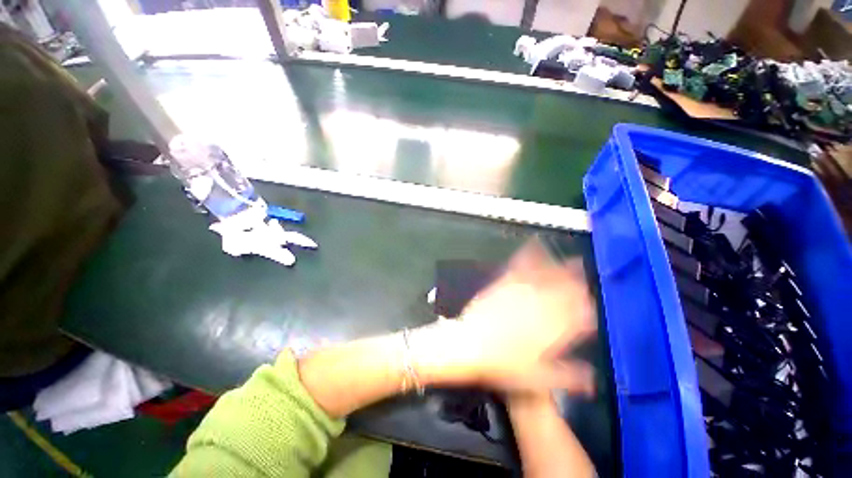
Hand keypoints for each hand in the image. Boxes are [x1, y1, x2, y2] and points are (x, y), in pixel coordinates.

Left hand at [415, 238, 596, 394]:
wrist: (469, 345)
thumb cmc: (503, 365)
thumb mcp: (538, 379)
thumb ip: (567, 375)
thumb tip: (592, 377)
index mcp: (553, 329)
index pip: (580, 313)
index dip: (588, 306)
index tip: (591, 303)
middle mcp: (540, 306)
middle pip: (566, 290)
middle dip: (579, 282)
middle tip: (586, 276)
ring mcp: (521, 291)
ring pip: (546, 276)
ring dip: (560, 267)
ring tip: (571, 259)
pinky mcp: (504, 284)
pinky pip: (519, 266)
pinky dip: (529, 254)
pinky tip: (534, 245)